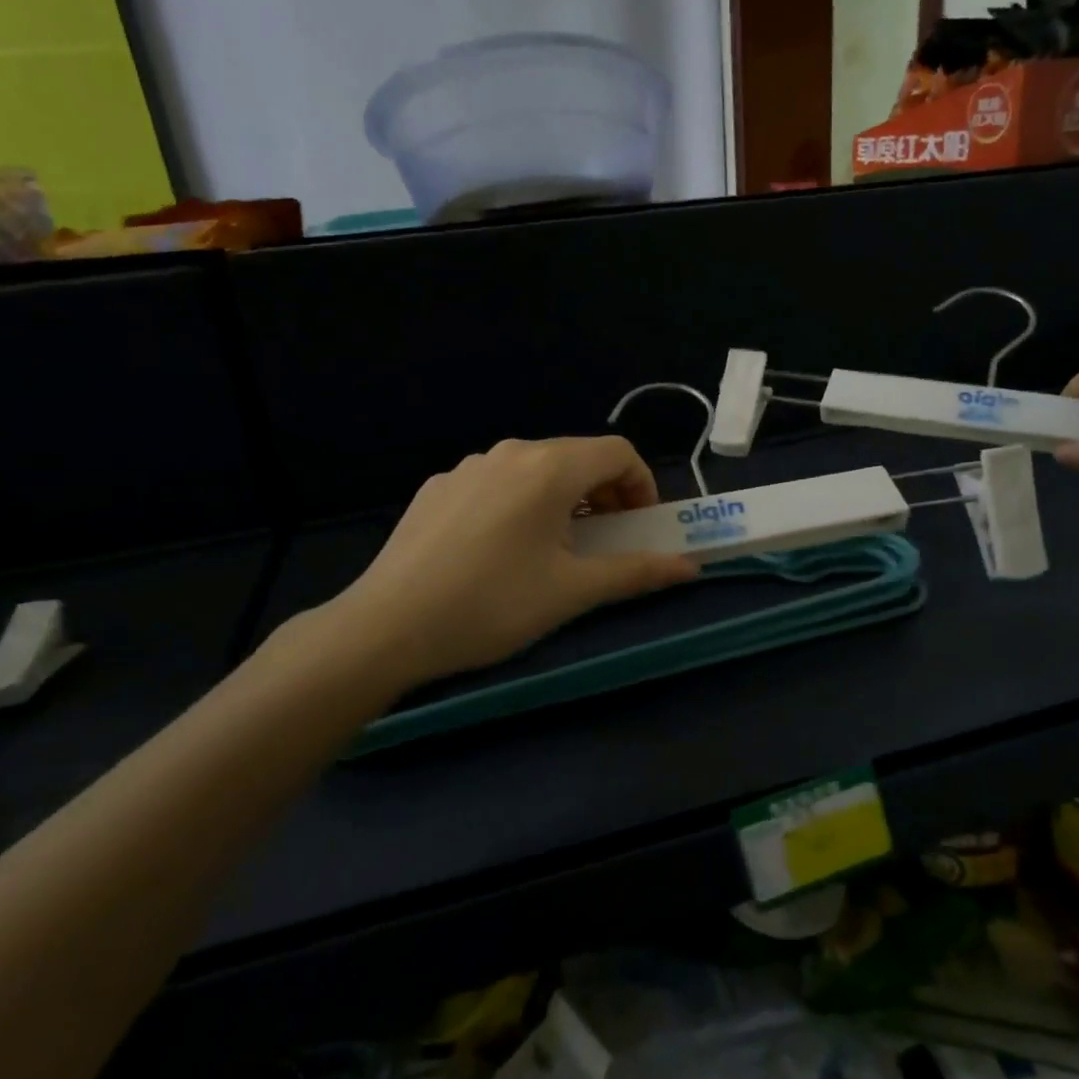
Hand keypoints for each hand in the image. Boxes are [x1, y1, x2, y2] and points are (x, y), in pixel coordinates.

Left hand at [286, 437, 698, 691]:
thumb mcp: (573, 591)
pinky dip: (520, 503)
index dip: (643, 485)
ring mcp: (467, 467)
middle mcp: (510, 452)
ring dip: (563, 499)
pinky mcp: (438, 487)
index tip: (642, 527)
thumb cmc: (493, 604)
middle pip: (577, 457)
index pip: (618, 452)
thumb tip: (692, 567)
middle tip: (606, 541)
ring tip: (555, 548)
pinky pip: (497, 483)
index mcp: (549, 467)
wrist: (387, 626)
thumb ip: (637, 571)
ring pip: (535, 470)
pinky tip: (501, 550)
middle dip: (605, 494)